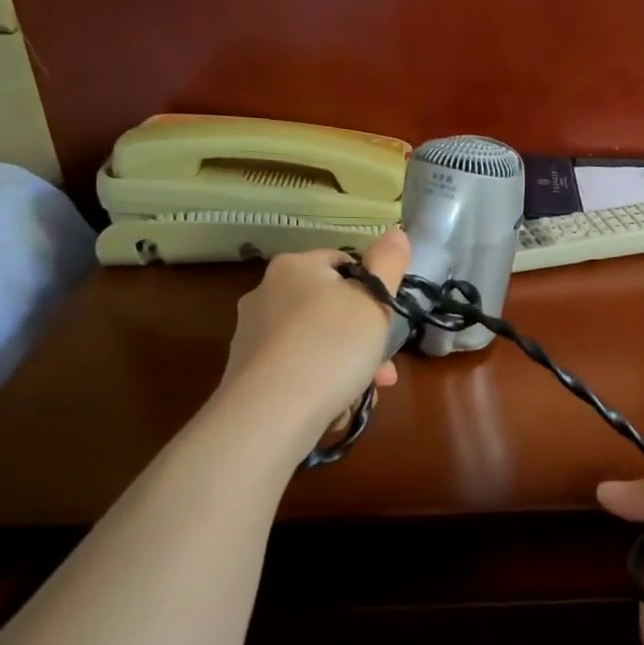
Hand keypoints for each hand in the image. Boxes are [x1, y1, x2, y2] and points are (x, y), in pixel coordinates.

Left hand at [221, 229, 410, 444]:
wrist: (272, 412)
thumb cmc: (332, 346)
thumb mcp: (375, 301)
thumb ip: (389, 263)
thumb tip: (396, 231)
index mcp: (294, 266)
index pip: (342, 263)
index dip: (372, 289)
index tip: (388, 320)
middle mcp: (266, 292)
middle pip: (330, 308)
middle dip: (363, 337)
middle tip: (385, 368)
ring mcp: (252, 334)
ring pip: (316, 342)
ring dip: (347, 364)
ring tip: (367, 392)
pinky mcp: (248, 372)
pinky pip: (297, 369)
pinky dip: (319, 382)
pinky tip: (336, 405)